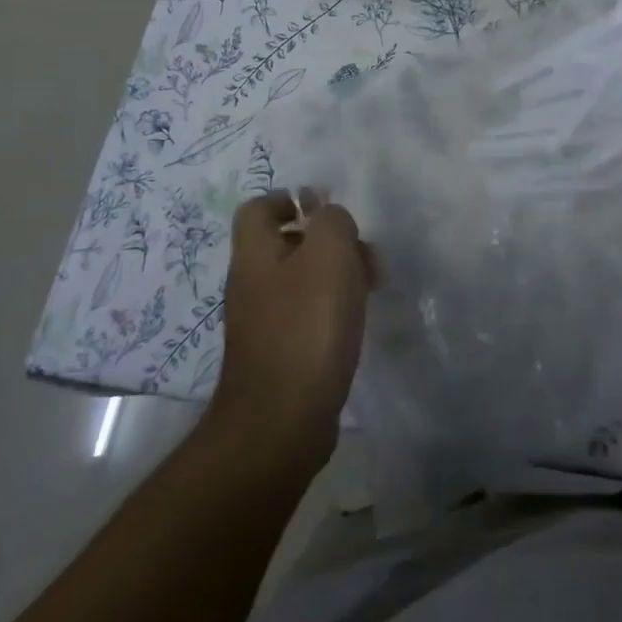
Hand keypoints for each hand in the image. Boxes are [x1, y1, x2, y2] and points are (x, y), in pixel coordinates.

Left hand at [209, 190, 373, 470]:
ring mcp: (261, 322)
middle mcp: (251, 283)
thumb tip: (328, 215)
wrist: (282, 422)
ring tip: (371, 288)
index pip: (259, 208)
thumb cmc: (307, 325)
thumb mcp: (329, 253)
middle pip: (286, 243)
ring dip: (336, 275)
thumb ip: (332, 221)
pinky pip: (306, 315)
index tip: (329, 210)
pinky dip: (332, 310)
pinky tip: (356, 322)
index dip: (291, 199)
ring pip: (301, 280)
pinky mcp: (278, 355)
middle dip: (328, 240)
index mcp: (255, 253)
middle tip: (364, 253)